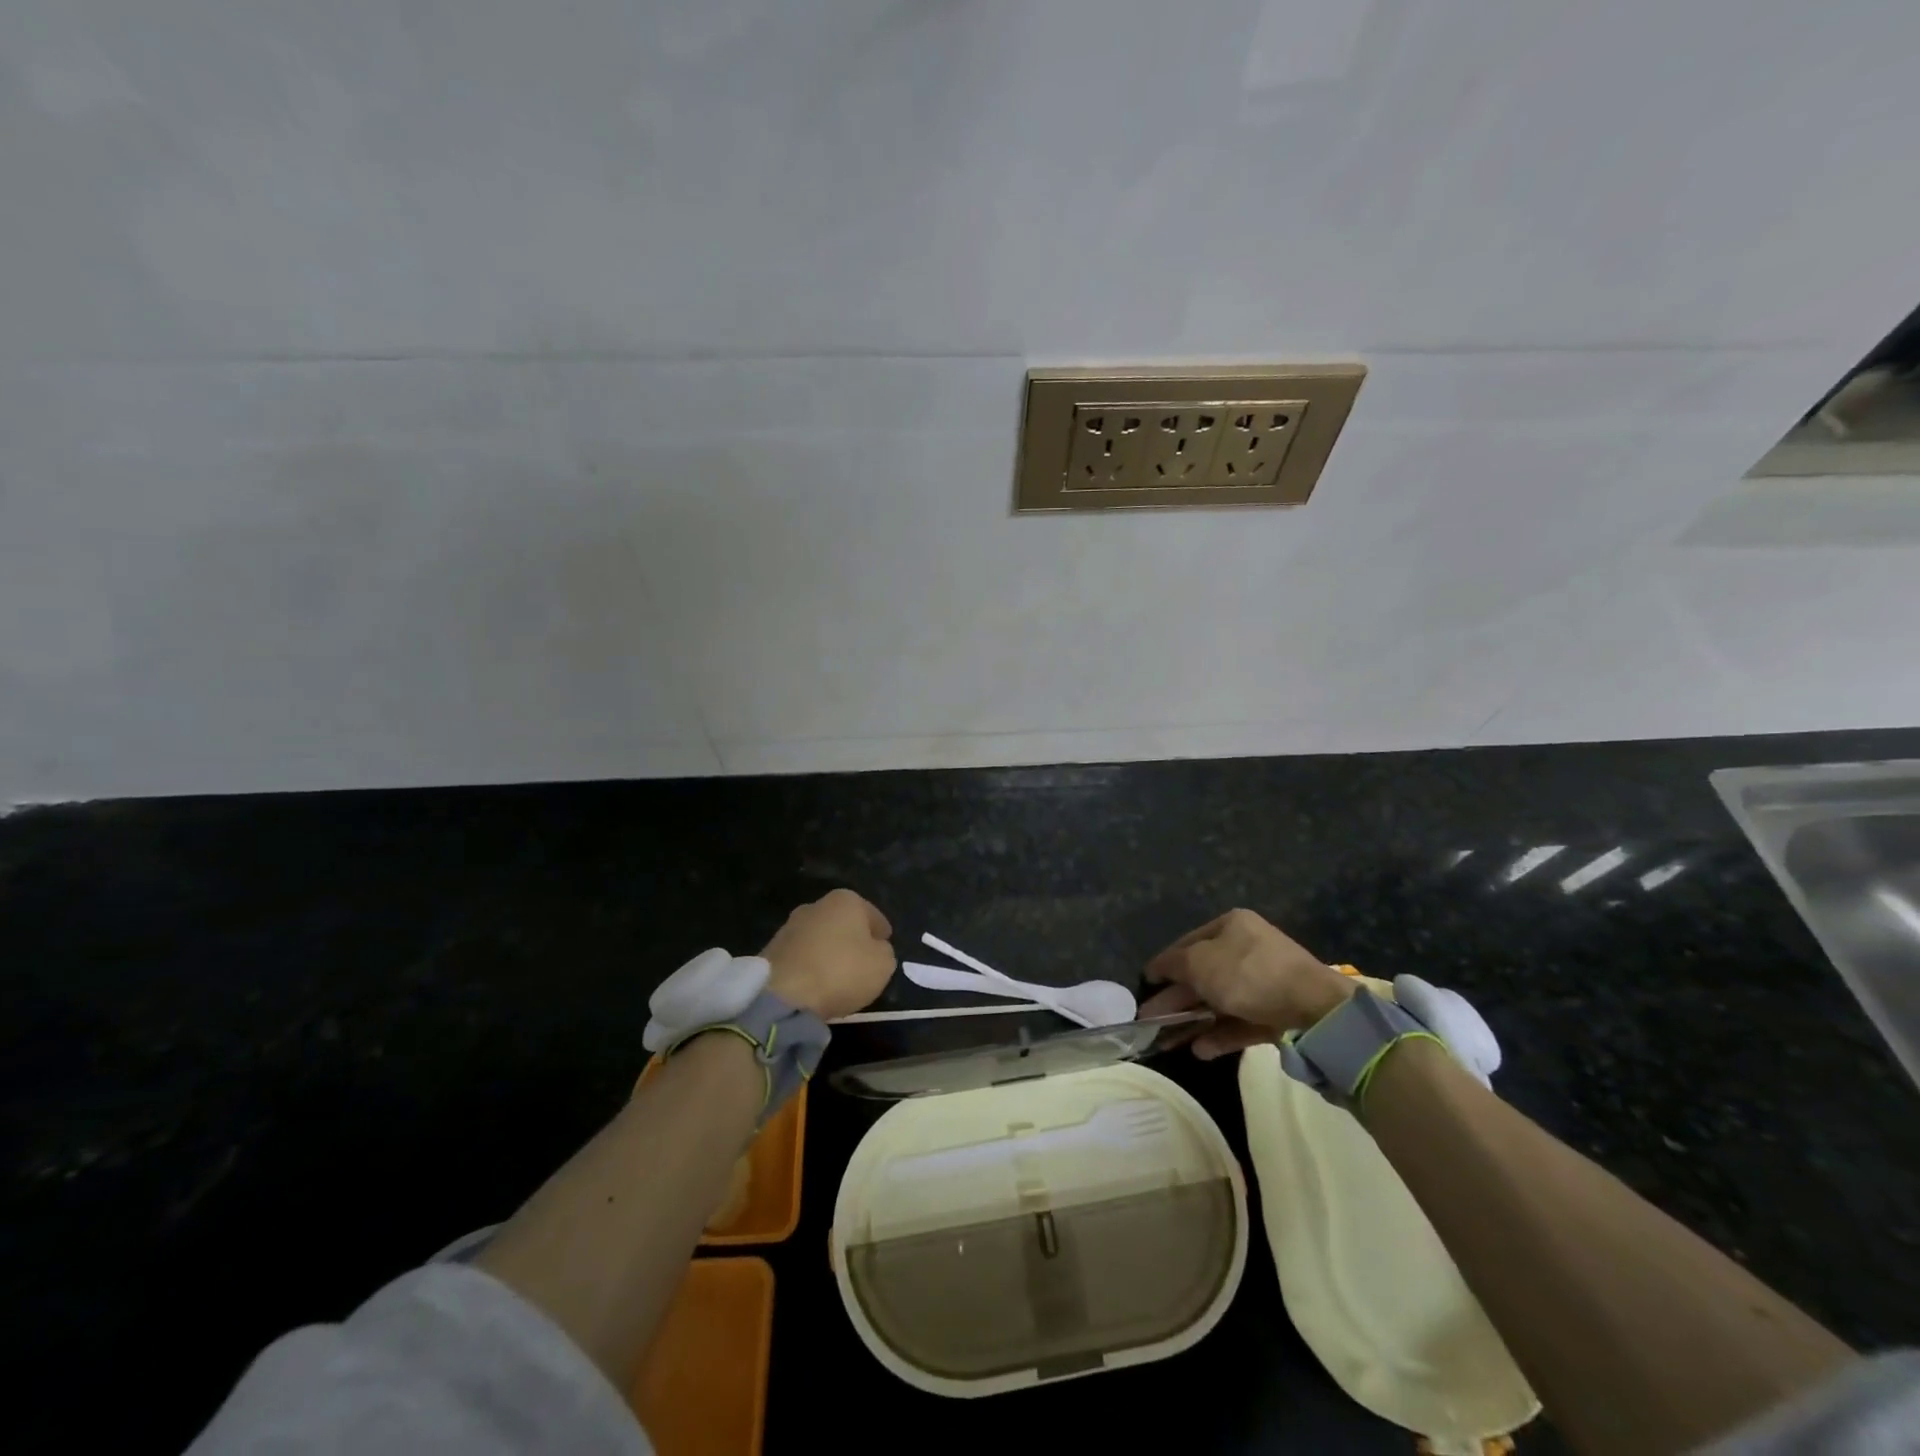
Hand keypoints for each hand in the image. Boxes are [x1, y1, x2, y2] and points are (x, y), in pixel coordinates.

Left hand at [762, 889, 896, 1020]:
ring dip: (829, 953)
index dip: (882, 933)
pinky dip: (811, 967)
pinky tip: (817, 985)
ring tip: (838, 977)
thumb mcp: (883, 964)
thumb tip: (874, 949)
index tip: (885, 947)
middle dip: (853, 939)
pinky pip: (802, 957)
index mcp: (846, 900)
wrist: (784, 994)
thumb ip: (884, 952)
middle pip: (843, 923)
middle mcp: (816, 906)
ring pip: (820, 939)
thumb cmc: (842, 971)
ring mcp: (790, 926)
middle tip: (863, 962)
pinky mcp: (771, 951)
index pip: (873, 915)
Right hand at [1138, 909, 1354, 1059]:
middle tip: (1150, 1020)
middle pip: (1202, 975)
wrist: (1315, 1008)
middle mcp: (1247, 949)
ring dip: (1194, 1021)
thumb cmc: (1248, 973)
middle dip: (1176, 999)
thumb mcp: (1200, 963)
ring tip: (1170, 1043)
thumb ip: (1173, 965)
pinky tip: (1200, 1050)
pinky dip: (1220, 1035)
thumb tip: (1157, 968)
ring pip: (1220, 1002)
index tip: (1146, 984)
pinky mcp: (1276, 1012)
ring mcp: (1264, 982)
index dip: (1165, 964)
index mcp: (1231, 926)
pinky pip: (1241, 1021)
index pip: (1188, 943)